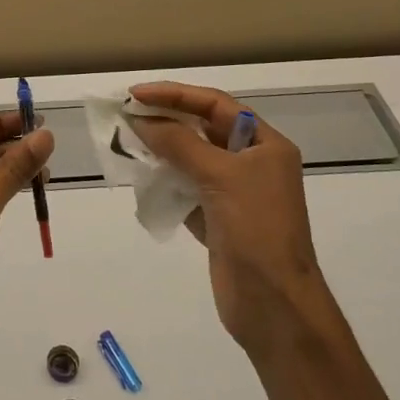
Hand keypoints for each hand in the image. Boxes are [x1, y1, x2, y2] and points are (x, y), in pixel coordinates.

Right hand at [127, 83, 319, 352]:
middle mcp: (250, 163)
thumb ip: (179, 143)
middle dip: (165, 120)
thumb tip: (141, 119)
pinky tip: (139, 176)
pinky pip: (184, 187)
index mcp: (265, 145)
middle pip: (202, 129)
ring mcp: (233, 192)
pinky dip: (163, 180)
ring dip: (160, 149)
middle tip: (125, 114)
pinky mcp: (216, 219)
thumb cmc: (257, 230)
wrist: (274, 304)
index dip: (175, 95)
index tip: (136, 95)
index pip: (215, 105)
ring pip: (190, 158)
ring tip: (126, 142)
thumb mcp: (220, 177)